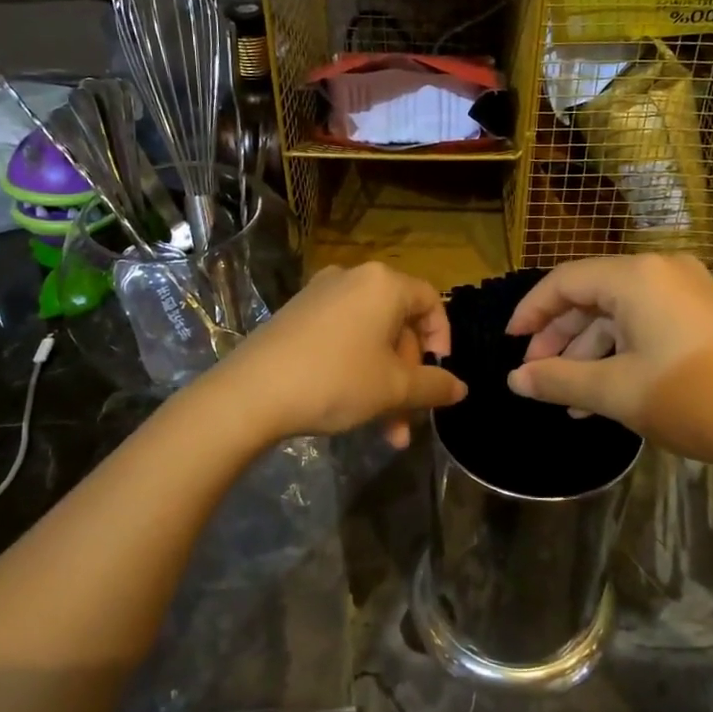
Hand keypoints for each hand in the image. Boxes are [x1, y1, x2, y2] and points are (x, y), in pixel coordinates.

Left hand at [214, 262, 465, 447]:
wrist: (251, 393)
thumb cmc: (336, 380)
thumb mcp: (394, 389)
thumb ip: (434, 386)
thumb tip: (461, 388)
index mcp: (383, 284)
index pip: (430, 302)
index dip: (442, 340)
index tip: (438, 377)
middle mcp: (353, 278)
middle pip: (398, 325)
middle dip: (408, 376)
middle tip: (408, 419)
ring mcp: (320, 295)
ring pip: (370, 339)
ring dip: (384, 383)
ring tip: (386, 433)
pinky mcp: (296, 315)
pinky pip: (341, 338)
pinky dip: (356, 369)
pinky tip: (352, 409)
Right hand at [505, 255, 712, 464]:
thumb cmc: (693, 398)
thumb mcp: (617, 392)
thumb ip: (558, 381)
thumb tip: (514, 381)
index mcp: (635, 276)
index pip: (564, 282)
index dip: (531, 312)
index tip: (509, 345)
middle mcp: (659, 271)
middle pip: (590, 296)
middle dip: (558, 338)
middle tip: (536, 377)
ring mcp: (685, 291)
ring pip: (617, 314)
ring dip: (588, 353)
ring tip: (566, 399)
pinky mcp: (701, 314)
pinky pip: (644, 324)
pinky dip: (619, 353)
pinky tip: (602, 394)